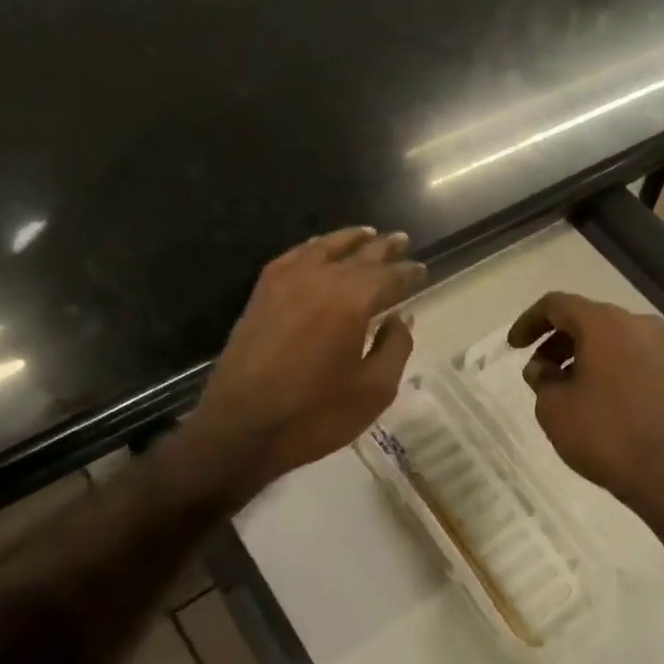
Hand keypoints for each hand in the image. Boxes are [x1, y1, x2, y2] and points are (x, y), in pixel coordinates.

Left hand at [179, 227, 425, 501]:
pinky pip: (292, 257)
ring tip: (368, 234)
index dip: (408, 272)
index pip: (389, 276)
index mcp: (351, 301)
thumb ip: (395, 347)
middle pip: (360, 255)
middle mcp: (320, 279)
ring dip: (350, 240)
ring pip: (324, 247)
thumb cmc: (315, 415)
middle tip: (402, 240)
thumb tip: (402, 318)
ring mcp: (286, 282)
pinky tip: (318, 249)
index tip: (422, 269)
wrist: (240, 429)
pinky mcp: (261, 294)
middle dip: (384, 248)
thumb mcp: (374, 390)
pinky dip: (312, 248)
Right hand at [508, 292, 663, 537]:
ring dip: (582, 355)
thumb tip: (543, 369)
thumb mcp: (555, 409)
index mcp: (606, 323)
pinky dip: (608, 367)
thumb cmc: (607, 435)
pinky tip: (596, 399)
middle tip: (538, 372)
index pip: (558, 305)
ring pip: (612, 339)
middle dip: (557, 341)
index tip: (514, 347)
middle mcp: (639, 324)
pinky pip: (632, 357)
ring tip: (564, 389)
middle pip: (588, 319)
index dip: (530, 321)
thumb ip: (541, 380)